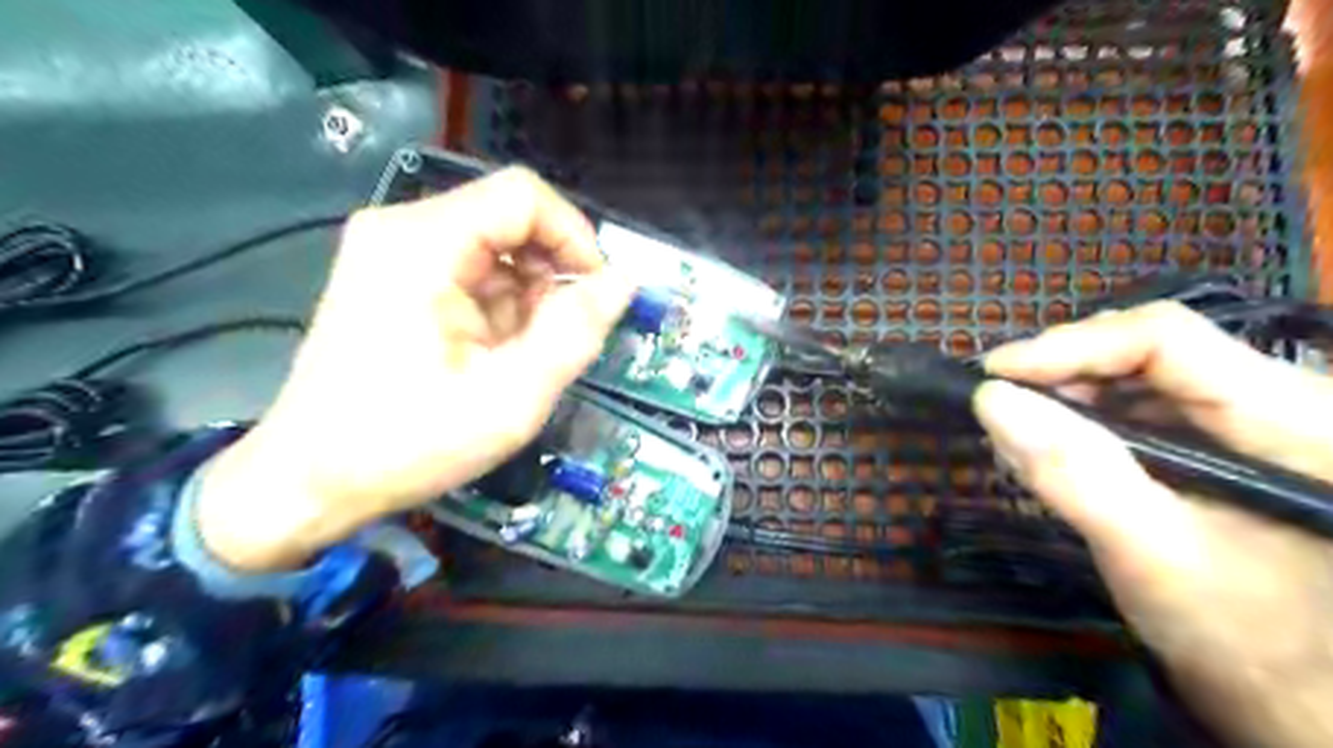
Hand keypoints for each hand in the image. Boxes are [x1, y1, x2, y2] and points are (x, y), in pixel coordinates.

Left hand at [197, 170, 637, 571]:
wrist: (310, 480)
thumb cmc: (407, 443)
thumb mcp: (511, 397)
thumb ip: (574, 333)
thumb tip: (623, 281)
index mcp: (422, 244)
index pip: (524, 196)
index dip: (575, 237)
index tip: (596, 295)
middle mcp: (402, 229)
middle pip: (509, 220)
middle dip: (550, 276)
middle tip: (559, 339)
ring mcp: (393, 252)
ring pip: (495, 248)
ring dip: (526, 297)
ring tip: (519, 357)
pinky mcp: (393, 276)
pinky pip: (471, 270)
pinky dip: (499, 307)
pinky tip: (491, 354)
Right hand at [975, 302, 1332, 747]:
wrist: (1300, 706)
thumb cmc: (1249, 642)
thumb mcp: (1152, 554)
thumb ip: (1074, 472)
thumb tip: (989, 399)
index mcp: (1297, 419)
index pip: (1165, 339)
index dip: (1070, 346)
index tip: (993, 376)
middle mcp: (1279, 403)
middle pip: (1149, 351)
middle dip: (1061, 373)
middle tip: (996, 404)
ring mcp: (1250, 426)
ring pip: (1138, 379)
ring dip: (1066, 398)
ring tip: (1014, 430)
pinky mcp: (1221, 450)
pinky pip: (1140, 413)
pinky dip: (1083, 426)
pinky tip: (1048, 450)